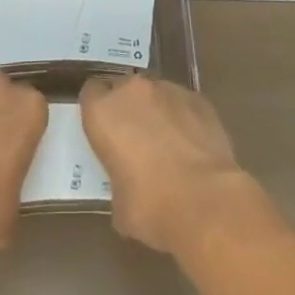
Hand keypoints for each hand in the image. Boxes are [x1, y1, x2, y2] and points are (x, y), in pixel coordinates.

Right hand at [80, 75, 251, 253]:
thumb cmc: (150, 205)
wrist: (204, 200)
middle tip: (135, 139)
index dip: (97, 111)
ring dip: (157, 112)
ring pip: (156, 94)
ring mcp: (169, 90)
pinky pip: (183, 104)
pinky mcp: (199, 99)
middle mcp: (133, 91)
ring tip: (169, 144)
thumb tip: (131, 188)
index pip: (91, 94)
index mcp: (103, 112)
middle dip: (128, 108)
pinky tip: (192, 146)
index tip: (104, 131)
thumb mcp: (118, 203)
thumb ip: (118, 180)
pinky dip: (184, 118)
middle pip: (124, 89)